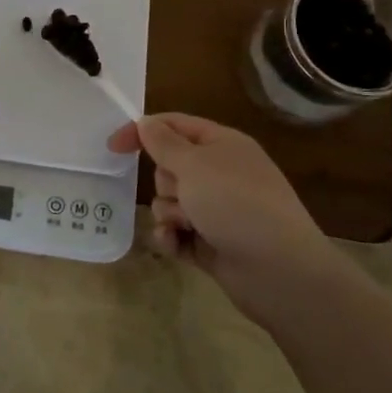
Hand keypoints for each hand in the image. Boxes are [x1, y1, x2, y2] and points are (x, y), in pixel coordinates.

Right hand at [108, 113, 341, 328]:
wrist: (279, 270)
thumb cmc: (235, 204)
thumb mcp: (194, 165)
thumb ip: (163, 143)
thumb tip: (145, 122)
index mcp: (222, 145)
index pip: (174, 126)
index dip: (142, 132)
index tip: (112, 147)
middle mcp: (220, 174)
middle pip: (169, 166)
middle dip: (165, 182)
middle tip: (182, 195)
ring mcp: (217, 210)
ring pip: (169, 202)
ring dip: (168, 213)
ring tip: (186, 226)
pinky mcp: (211, 242)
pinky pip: (176, 232)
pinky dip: (172, 238)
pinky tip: (176, 246)